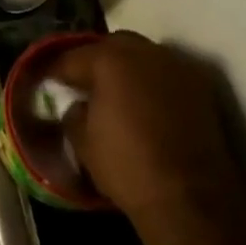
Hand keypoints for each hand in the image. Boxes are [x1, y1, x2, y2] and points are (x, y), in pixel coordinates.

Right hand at [49, 32, 245, 244]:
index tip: (43, 81)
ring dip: (126, 68)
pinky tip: (142, 105)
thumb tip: (78, 105)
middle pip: (111, 46)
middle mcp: (145, 53)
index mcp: (109, 60)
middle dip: (94, 60)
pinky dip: (151, 83)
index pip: (71, 57)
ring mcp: (177, 68)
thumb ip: (74, 113)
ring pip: (143, 56)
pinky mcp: (201, 89)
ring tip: (114, 93)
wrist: (189, 199)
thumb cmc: (126, 166)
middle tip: (82, 83)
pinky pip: (165, 75)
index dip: (53, 70)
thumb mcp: (82, 141)